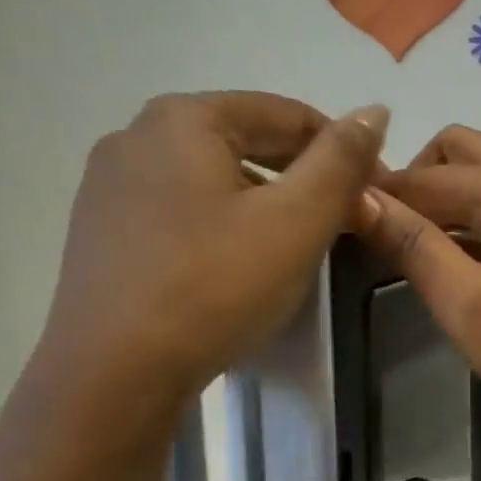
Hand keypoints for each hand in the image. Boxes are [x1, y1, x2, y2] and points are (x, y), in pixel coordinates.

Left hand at [36, 92, 386, 423]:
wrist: (115, 372)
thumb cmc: (216, 285)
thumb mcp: (297, 220)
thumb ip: (341, 161)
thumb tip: (374, 109)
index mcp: (184, 119)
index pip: (286, 114)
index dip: (344, 150)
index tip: (377, 194)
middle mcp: (137, 136)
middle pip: (246, 141)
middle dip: (303, 176)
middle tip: (345, 222)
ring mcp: (110, 186)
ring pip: (213, 179)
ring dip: (265, 201)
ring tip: (296, 246)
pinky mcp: (102, 233)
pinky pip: (182, 212)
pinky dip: (224, 225)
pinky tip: (238, 266)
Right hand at [360, 125, 480, 429]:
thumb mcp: (470, 307)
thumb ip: (414, 246)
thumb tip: (359, 196)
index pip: (423, 176)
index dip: (378, 194)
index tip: (341, 219)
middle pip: (461, 150)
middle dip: (418, 180)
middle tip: (394, 236)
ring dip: (454, 194)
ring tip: (430, 250)